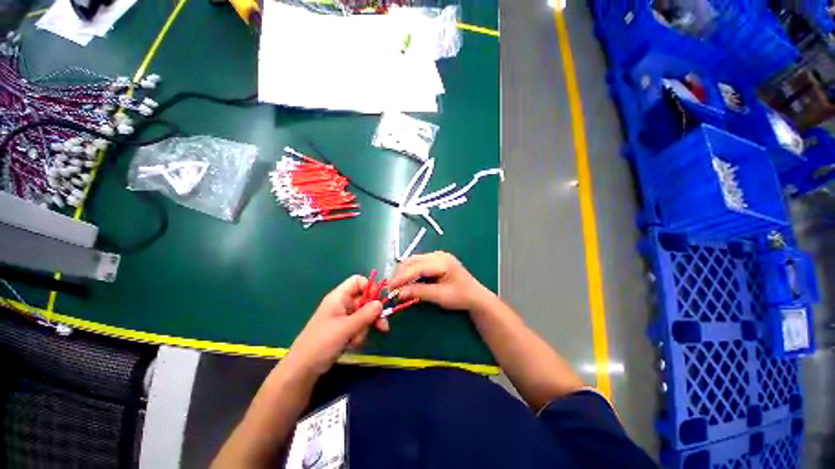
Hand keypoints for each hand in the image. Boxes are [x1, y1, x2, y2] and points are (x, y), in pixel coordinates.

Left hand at [283, 275, 388, 376]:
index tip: (378, 300)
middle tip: (383, 326)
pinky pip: (359, 325)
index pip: (357, 281)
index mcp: (339, 297)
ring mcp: (344, 317)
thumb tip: (381, 304)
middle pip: (365, 299)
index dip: (370, 287)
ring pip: (364, 314)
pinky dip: (360, 333)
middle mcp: (342, 304)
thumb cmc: (322, 343)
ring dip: (366, 326)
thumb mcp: (345, 328)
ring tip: (359, 341)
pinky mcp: (345, 329)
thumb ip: (365, 314)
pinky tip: (354, 344)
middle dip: (373, 313)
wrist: (303, 368)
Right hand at [389, 252, 491, 311]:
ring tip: (395, 284)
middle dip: (400, 273)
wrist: (476, 296)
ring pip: (414, 260)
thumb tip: (399, 293)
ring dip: (403, 272)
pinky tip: (405, 280)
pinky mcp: (435, 260)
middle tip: (390, 287)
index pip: (417, 267)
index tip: (390, 287)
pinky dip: (410, 271)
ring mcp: (437, 256)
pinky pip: (418, 263)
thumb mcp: (440, 296)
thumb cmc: (461, 296)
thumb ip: (419, 292)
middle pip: (413, 261)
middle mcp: (438, 255)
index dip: (402, 277)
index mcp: (442, 262)